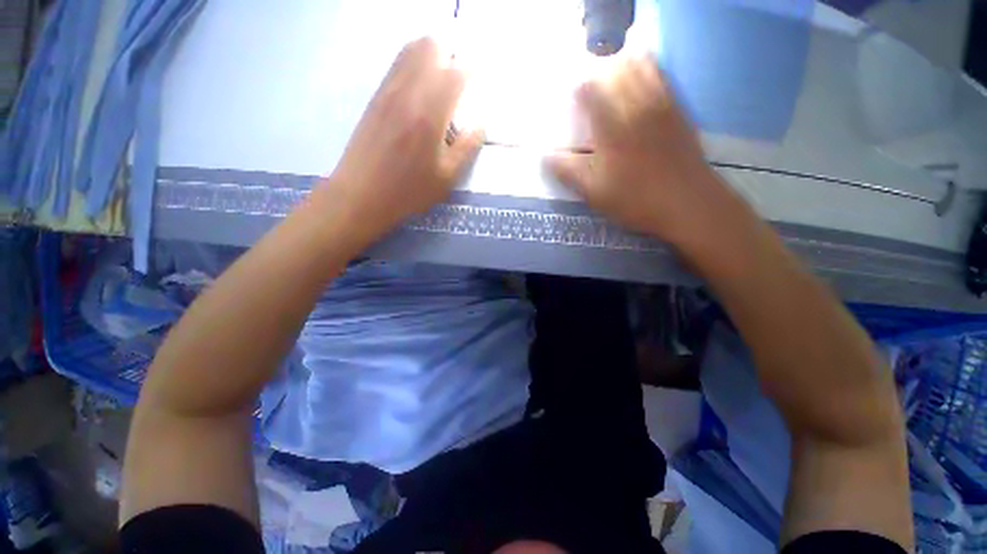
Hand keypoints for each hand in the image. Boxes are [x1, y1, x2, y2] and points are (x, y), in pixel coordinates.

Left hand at [321, 38, 483, 242]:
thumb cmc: (409, 191)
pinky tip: (419, 94)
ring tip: (440, 85)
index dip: (471, 73)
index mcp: (430, 113)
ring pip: (411, 49)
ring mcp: (388, 90)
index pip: (456, 72)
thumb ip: (467, 148)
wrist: (361, 194)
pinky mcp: (375, 96)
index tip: (478, 86)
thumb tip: (480, 124)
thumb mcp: (447, 177)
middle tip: (458, 85)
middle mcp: (408, 91)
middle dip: (451, 57)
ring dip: (431, 58)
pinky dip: (414, 67)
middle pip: (431, 46)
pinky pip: (397, 65)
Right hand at [547, 57, 739, 247]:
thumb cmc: (634, 198)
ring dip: (624, 65)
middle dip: (600, 72)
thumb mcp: (593, 191)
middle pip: (615, 72)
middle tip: (592, 83)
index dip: (577, 89)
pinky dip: (650, 70)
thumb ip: (568, 172)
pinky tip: (643, 77)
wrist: (686, 202)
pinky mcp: (678, 111)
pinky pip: (663, 78)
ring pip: (641, 68)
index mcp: (611, 127)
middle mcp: (635, 107)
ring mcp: (661, 105)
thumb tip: (544, 157)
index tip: (571, 96)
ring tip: (613, 73)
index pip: (590, 92)